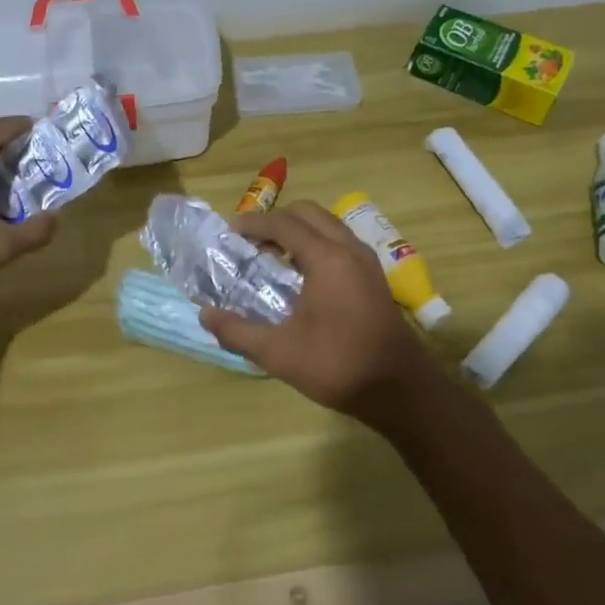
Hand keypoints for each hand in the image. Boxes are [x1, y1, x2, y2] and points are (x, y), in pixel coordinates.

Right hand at [197, 201, 434, 420]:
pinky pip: (340, 242)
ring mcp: (367, 261)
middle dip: (276, 220)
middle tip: (250, 241)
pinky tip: (303, 275)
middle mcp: (349, 249)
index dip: (254, 223)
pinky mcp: (375, 276)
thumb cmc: (338, 365)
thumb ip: (238, 331)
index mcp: (327, 259)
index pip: (284, 224)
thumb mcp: (279, 353)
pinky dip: (317, 243)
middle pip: (308, 214)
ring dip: (299, 231)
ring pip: (328, 225)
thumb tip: (204, 315)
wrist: (400, 390)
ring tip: (273, 256)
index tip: (229, 231)